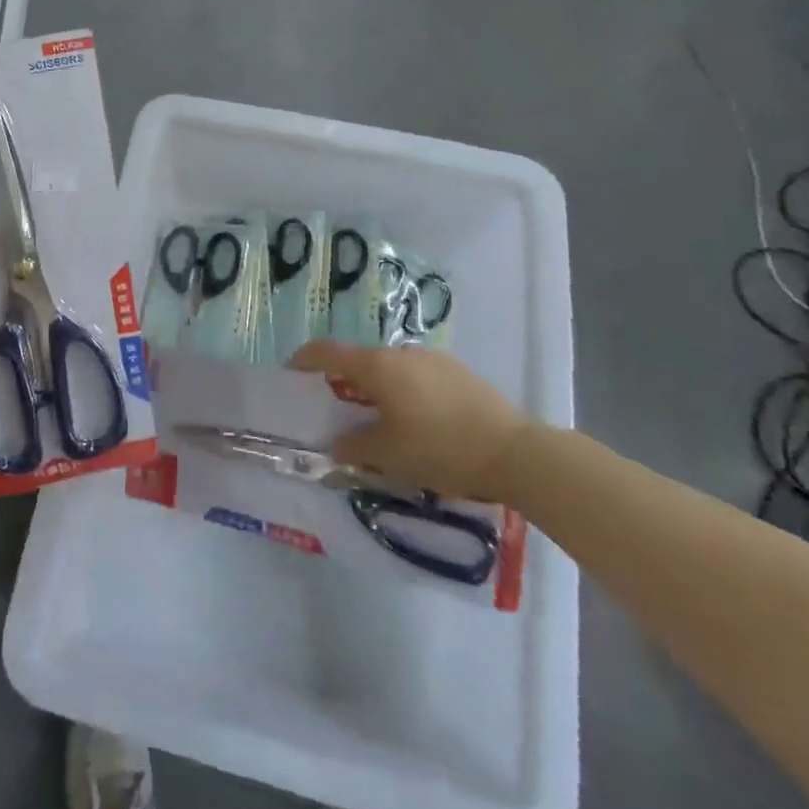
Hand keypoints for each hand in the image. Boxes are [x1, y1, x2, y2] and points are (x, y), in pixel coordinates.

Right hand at [289, 341, 532, 501]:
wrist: (517, 453)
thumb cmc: (441, 449)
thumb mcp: (389, 455)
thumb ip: (354, 447)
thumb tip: (336, 445)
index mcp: (377, 367)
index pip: (327, 353)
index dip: (304, 360)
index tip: (291, 374)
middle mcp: (401, 353)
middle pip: (359, 361)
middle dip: (342, 382)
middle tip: (336, 409)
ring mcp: (432, 359)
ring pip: (389, 369)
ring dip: (375, 388)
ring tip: (378, 420)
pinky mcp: (457, 372)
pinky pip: (416, 376)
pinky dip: (402, 391)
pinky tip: (415, 421)